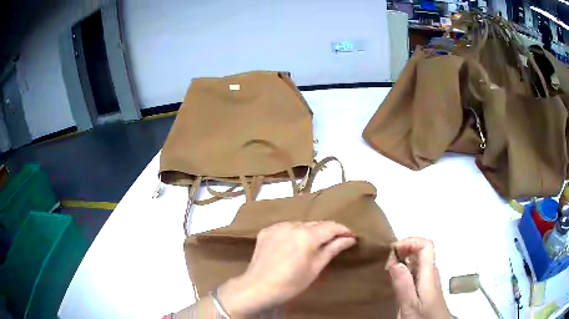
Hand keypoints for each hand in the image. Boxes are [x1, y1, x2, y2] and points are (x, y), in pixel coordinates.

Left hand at [218, 221, 356, 316]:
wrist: (258, 288)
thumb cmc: (290, 283)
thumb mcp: (315, 268)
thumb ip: (332, 249)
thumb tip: (349, 239)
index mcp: (306, 236)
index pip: (330, 226)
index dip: (343, 230)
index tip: (351, 236)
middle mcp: (292, 225)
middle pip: (316, 224)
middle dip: (328, 231)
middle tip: (336, 241)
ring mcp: (277, 227)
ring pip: (301, 224)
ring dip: (311, 231)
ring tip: (315, 244)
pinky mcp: (266, 230)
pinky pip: (287, 227)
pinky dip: (294, 232)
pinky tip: (295, 243)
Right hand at [386, 237, 449, 318]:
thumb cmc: (423, 318)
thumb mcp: (409, 304)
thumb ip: (403, 284)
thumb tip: (395, 262)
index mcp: (429, 273)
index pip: (426, 245)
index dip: (410, 241)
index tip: (393, 251)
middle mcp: (431, 272)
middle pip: (421, 250)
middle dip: (404, 250)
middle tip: (388, 263)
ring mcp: (430, 279)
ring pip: (418, 260)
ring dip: (403, 259)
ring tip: (389, 270)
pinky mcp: (426, 286)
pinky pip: (416, 270)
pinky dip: (405, 269)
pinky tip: (397, 280)